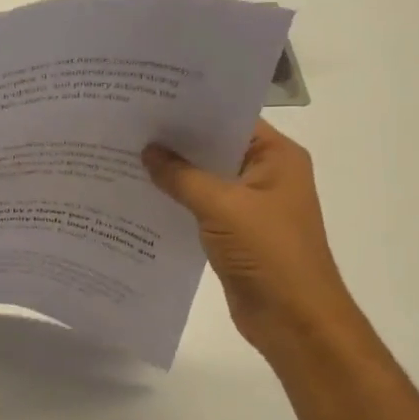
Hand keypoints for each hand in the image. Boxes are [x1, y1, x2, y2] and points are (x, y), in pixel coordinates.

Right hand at [143, 122, 360, 353]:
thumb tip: (147, 151)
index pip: (230, 119)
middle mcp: (265, 174)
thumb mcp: (222, 207)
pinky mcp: (233, 233)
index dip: (192, 110)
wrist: (293, 320)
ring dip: (172, 173)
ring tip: (125, 157)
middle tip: (128, 126)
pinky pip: (199, 208)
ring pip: (204, 179)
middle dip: (175, 141)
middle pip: (214, 148)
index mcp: (277, 157)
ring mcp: (249, 206)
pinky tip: (140, 195)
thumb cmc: (268, 253)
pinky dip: (175, 202)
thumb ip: (182, 176)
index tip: (150, 99)